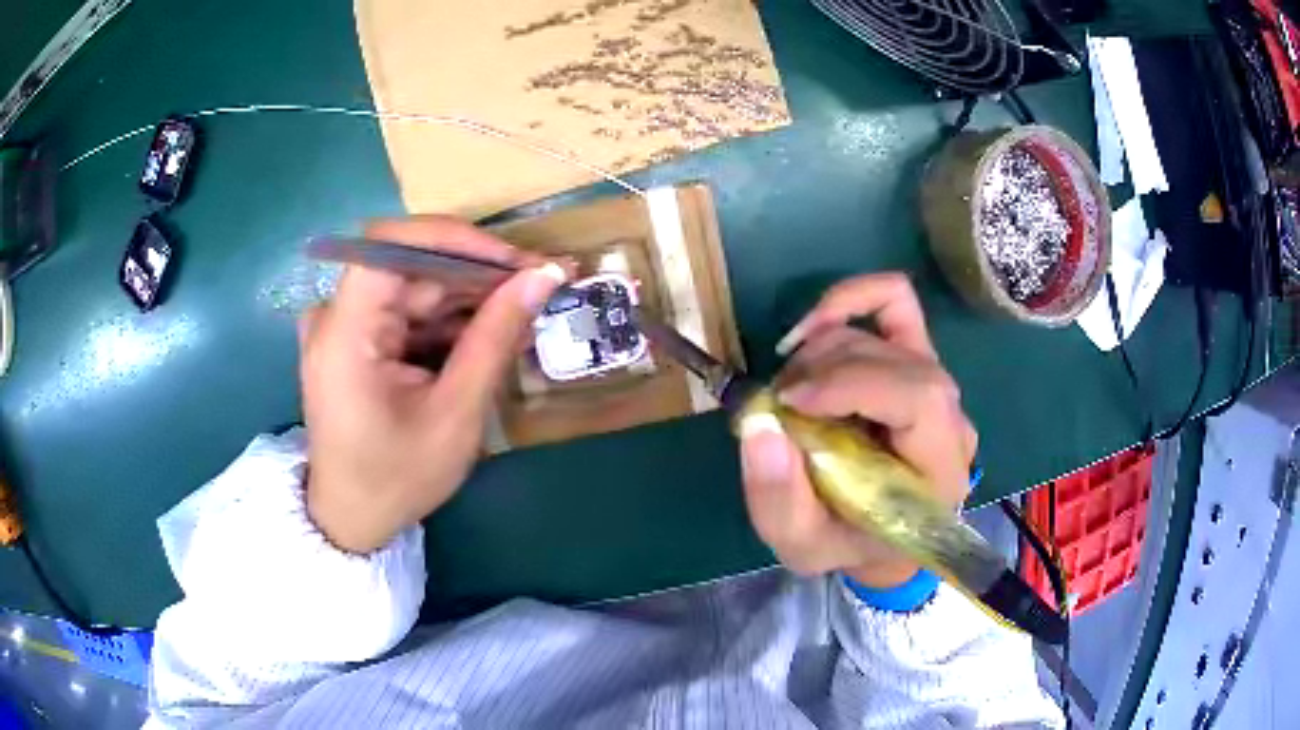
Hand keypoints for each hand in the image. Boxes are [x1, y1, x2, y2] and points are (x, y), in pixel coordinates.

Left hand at [299, 216, 564, 553]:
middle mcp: (335, 316)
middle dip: (476, 273)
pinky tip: (487, 336)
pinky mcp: (353, 339)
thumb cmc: (397, 478)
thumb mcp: (455, 414)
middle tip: (540, 285)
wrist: (352, 519)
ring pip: (414, 287)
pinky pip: (406, 312)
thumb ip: (495, 337)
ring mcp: (342, 326)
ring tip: (524, 315)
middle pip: (410, 266)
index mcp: (345, 333)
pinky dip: (448, 321)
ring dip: (469, 299)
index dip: (455, 238)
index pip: (391, 244)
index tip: (513, 261)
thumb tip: (544, 274)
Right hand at [739, 274, 977, 587]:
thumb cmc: (848, 544)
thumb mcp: (804, 546)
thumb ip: (779, 499)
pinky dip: (848, 302)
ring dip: (822, 349)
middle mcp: (951, 416)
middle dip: (824, 369)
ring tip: (790, 389)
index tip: (791, 400)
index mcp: (938, 468)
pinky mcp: (917, 357)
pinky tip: (810, 332)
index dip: (854, 384)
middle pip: (897, 358)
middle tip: (778, 402)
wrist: (883, 537)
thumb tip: (759, 423)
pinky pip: (894, 302)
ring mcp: (937, 379)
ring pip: (884, 331)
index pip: (920, 398)